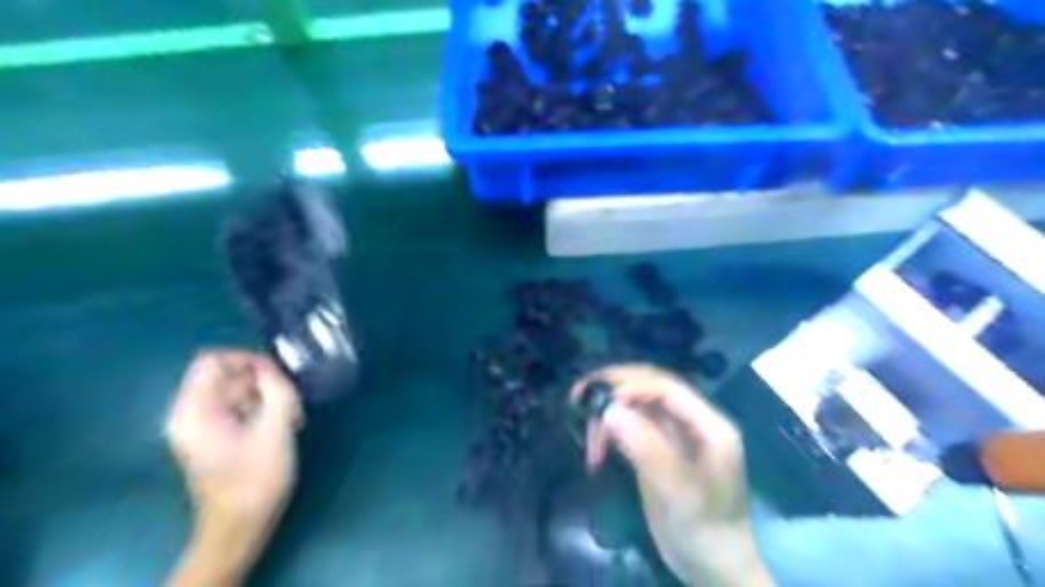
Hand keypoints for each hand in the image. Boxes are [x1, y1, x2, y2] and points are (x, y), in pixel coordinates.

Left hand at [165, 350, 298, 584]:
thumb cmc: (256, 479)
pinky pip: (238, 408)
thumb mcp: (275, 429)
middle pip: (227, 375)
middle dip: (263, 381)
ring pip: (237, 391)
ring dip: (268, 397)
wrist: (240, 527)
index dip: (247, 358)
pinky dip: (262, 410)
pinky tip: (285, 426)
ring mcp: (202, 427)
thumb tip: (271, 368)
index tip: (277, 373)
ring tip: (293, 417)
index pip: (212, 360)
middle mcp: (190, 414)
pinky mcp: (215, 437)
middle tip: (292, 400)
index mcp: (194, 411)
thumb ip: (276, 390)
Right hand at [576, 364, 769, 583]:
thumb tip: (609, 409)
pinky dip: (611, 431)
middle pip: (649, 388)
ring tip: (588, 438)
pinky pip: (631, 426)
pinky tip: (596, 448)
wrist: (713, 568)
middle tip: (579, 397)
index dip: (633, 386)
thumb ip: (647, 448)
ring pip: (636, 406)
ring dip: (609, 413)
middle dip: (614, 389)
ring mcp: (674, 435)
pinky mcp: (658, 448)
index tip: (601, 401)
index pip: (667, 387)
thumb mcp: (677, 492)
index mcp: (709, 425)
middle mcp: (692, 421)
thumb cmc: (704, 531)